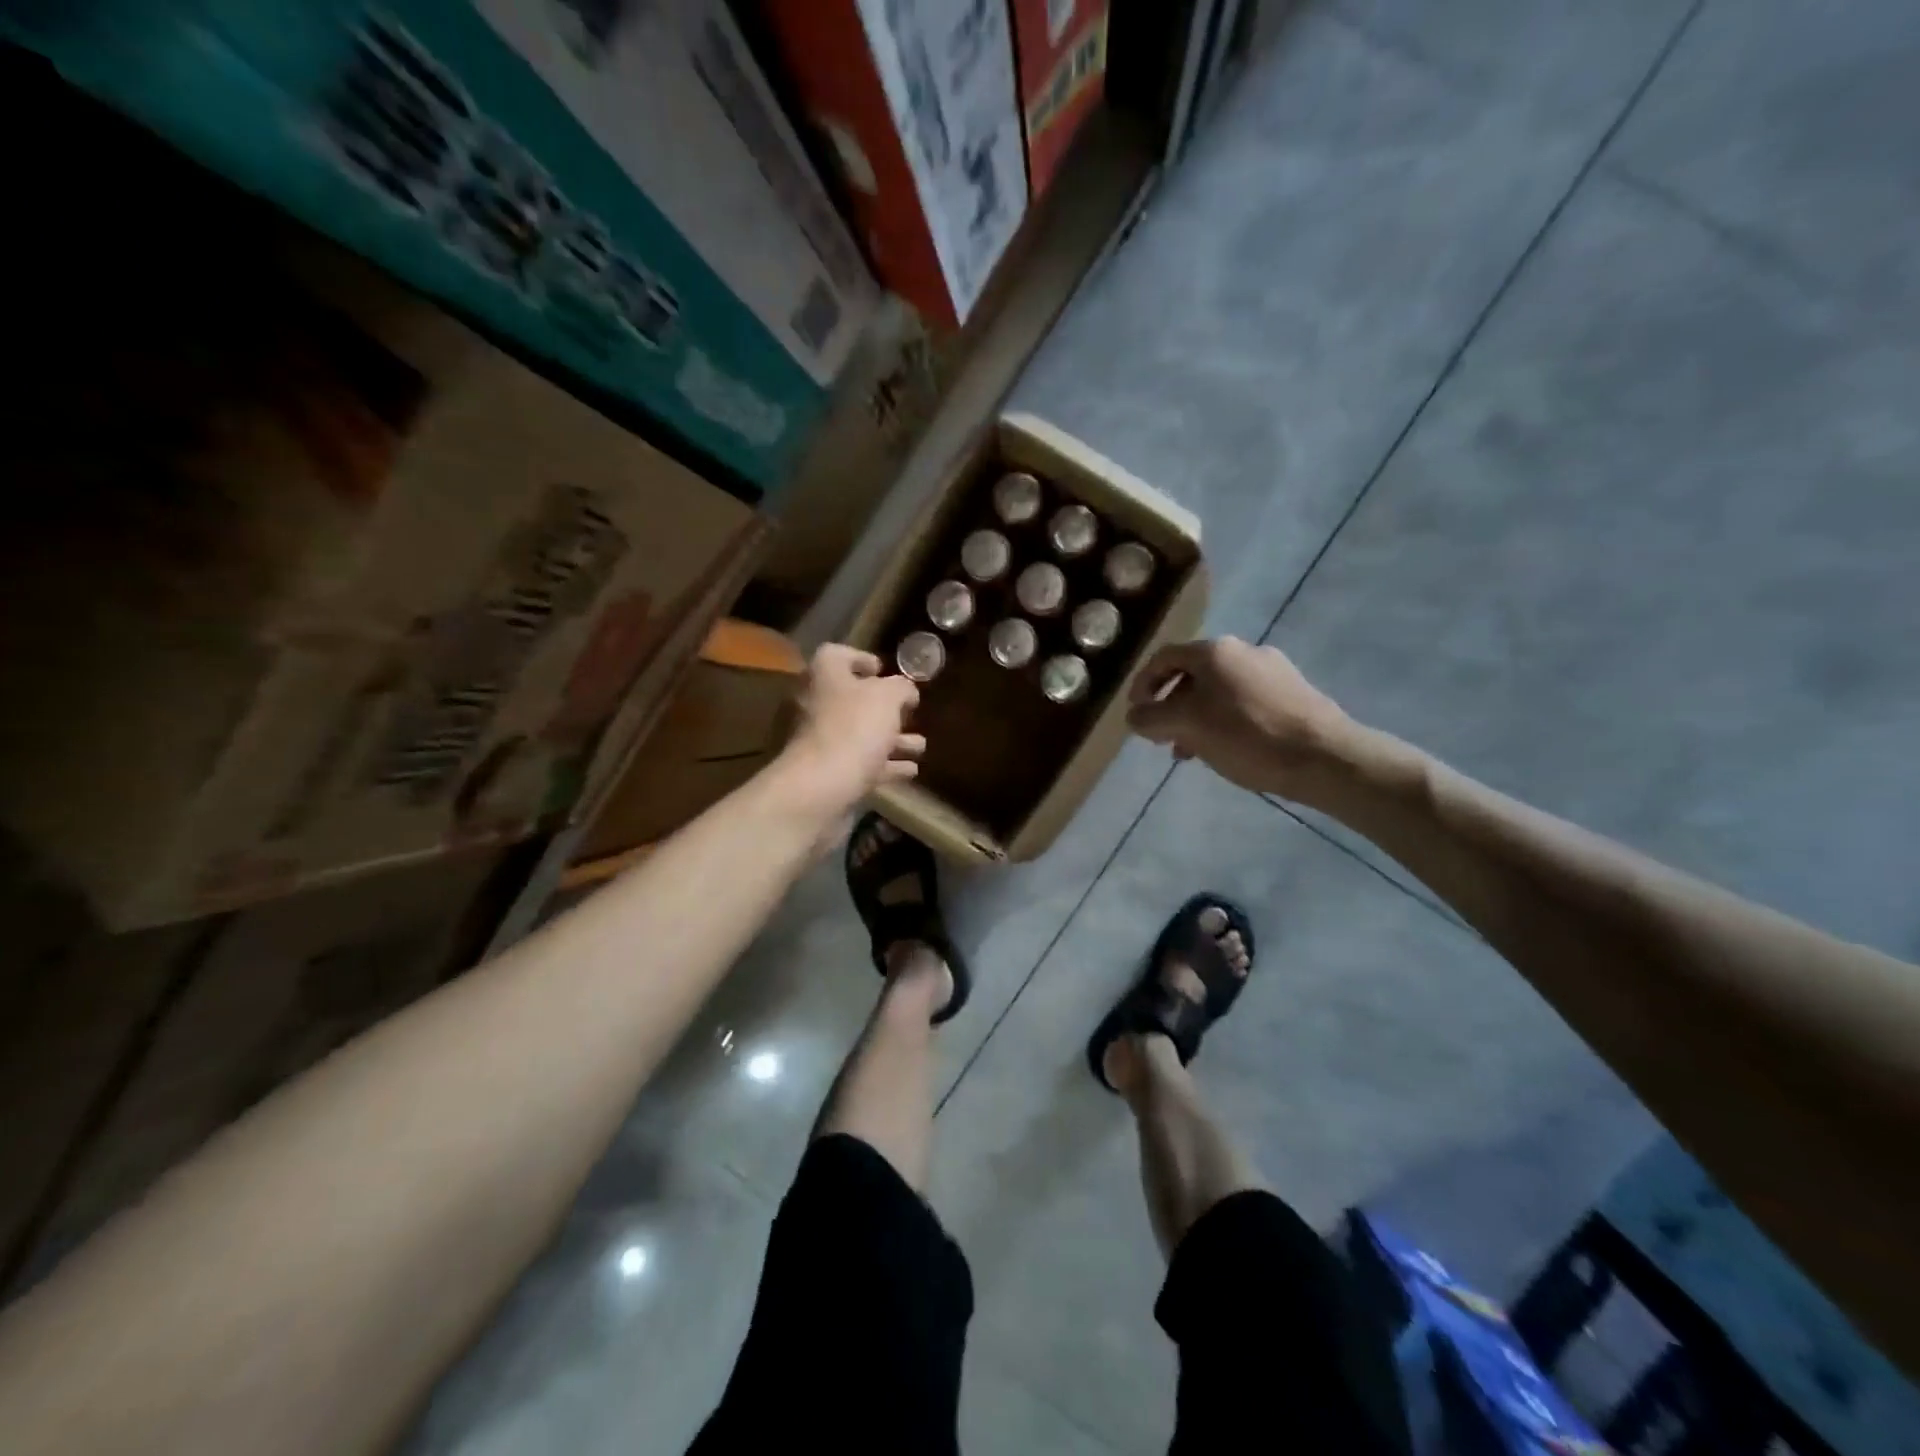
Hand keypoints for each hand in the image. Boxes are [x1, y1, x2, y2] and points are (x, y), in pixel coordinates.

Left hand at [779, 644, 924, 818]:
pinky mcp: (826, 774)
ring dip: (891, 740)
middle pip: (850, 699)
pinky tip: (910, 770)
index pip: (836, 655)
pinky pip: (860, 765)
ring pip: (859, 735)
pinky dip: (885, 766)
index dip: (861, 659)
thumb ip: (901, 687)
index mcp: (823, 675)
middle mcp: (814, 704)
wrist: (820, 788)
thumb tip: (905, 691)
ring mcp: (818, 742)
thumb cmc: (854, 728)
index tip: (883, 670)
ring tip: (920, 746)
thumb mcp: (888, 696)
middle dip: (884, 708)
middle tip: (909, 713)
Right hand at [1125, 637, 1353, 802]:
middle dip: (1171, 706)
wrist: (1324, 756)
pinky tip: (1227, 749)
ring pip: (1218, 691)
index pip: (1163, 658)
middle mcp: (1244, 650)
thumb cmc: (1246, 736)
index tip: (1136, 715)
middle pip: (1192, 674)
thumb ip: (1152, 718)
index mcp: (1215, 651)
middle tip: (1163, 737)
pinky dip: (1225, 721)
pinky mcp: (1294, 693)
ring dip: (1197, 717)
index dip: (1142, 685)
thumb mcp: (1187, 727)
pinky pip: (1244, 702)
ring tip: (1192, 751)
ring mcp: (1273, 670)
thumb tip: (1134, 716)